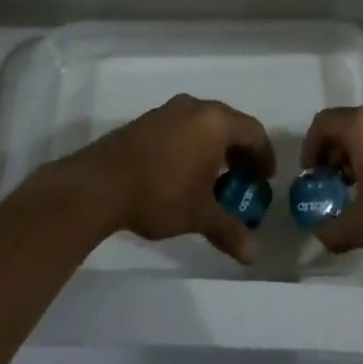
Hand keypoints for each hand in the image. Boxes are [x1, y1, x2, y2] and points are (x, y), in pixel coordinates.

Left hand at [52, 94, 272, 263]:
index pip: (254, 132)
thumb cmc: (160, 193)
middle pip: (230, 125)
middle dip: (240, 153)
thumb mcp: (199, 215)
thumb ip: (230, 231)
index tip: (264, 180)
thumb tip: (254, 255)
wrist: (98, 185)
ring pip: (203, 125)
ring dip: (214, 149)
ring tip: (213, 180)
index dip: (264, 156)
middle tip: (242, 180)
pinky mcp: (146, 121)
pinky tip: (183, 173)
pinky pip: (182, 128)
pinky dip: (192, 146)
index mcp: (216, 122)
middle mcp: (195, 108)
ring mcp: (167, 111)